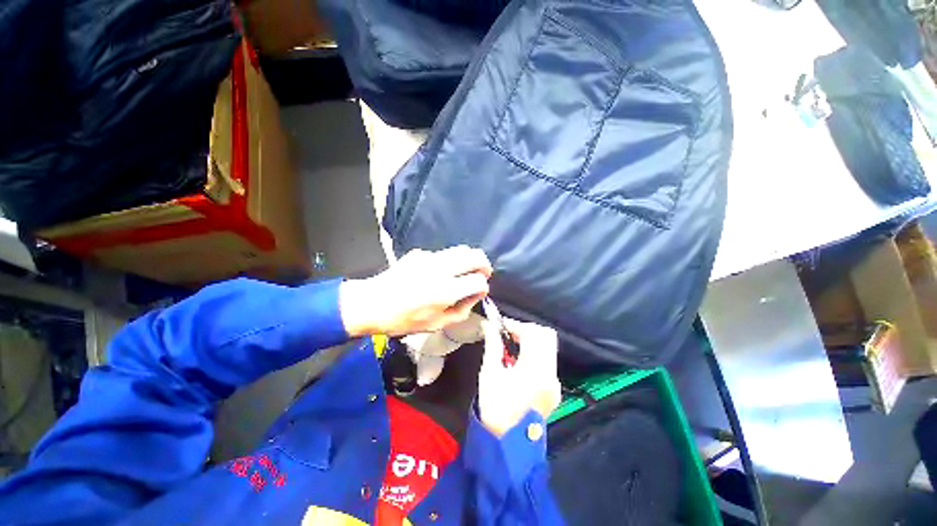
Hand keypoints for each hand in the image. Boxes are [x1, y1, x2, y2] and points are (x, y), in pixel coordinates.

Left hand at [339, 246, 491, 336]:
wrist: (372, 303)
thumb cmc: (404, 320)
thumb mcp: (436, 325)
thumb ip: (461, 311)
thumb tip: (475, 296)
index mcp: (446, 291)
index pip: (478, 281)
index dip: (483, 287)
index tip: (480, 291)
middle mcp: (441, 270)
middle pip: (474, 256)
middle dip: (484, 264)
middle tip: (484, 273)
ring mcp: (429, 258)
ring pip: (461, 249)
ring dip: (469, 258)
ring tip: (467, 269)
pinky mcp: (419, 253)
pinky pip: (443, 254)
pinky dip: (449, 261)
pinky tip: (439, 272)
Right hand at [478, 319, 561, 436]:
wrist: (507, 442)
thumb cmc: (495, 406)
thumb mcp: (489, 373)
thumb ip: (493, 345)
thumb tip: (489, 325)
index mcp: (534, 370)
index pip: (532, 333)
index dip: (515, 325)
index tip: (500, 325)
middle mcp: (550, 373)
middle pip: (546, 335)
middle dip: (527, 330)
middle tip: (508, 335)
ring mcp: (554, 382)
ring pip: (549, 347)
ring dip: (532, 340)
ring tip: (512, 347)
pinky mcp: (554, 388)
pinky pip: (548, 361)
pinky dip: (536, 354)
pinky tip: (519, 363)